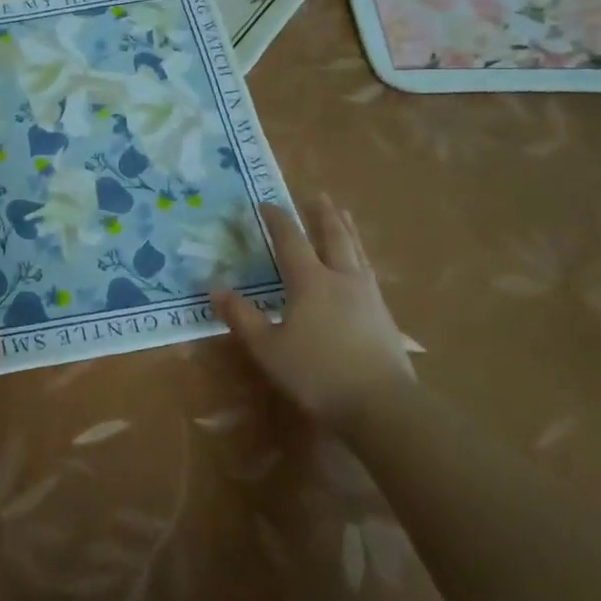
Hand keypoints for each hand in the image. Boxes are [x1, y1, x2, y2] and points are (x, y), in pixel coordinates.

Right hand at [212, 192, 412, 426]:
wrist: (381, 404)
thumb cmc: (316, 373)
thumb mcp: (268, 348)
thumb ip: (242, 317)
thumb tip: (215, 288)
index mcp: (310, 281)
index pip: (291, 240)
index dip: (278, 220)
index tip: (266, 203)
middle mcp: (341, 278)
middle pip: (333, 237)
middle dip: (322, 215)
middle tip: (317, 195)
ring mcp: (368, 295)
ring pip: (356, 251)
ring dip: (347, 229)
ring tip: (343, 215)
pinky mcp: (384, 315)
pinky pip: (368, 271)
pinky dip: (360, 256)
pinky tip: (361, 265)